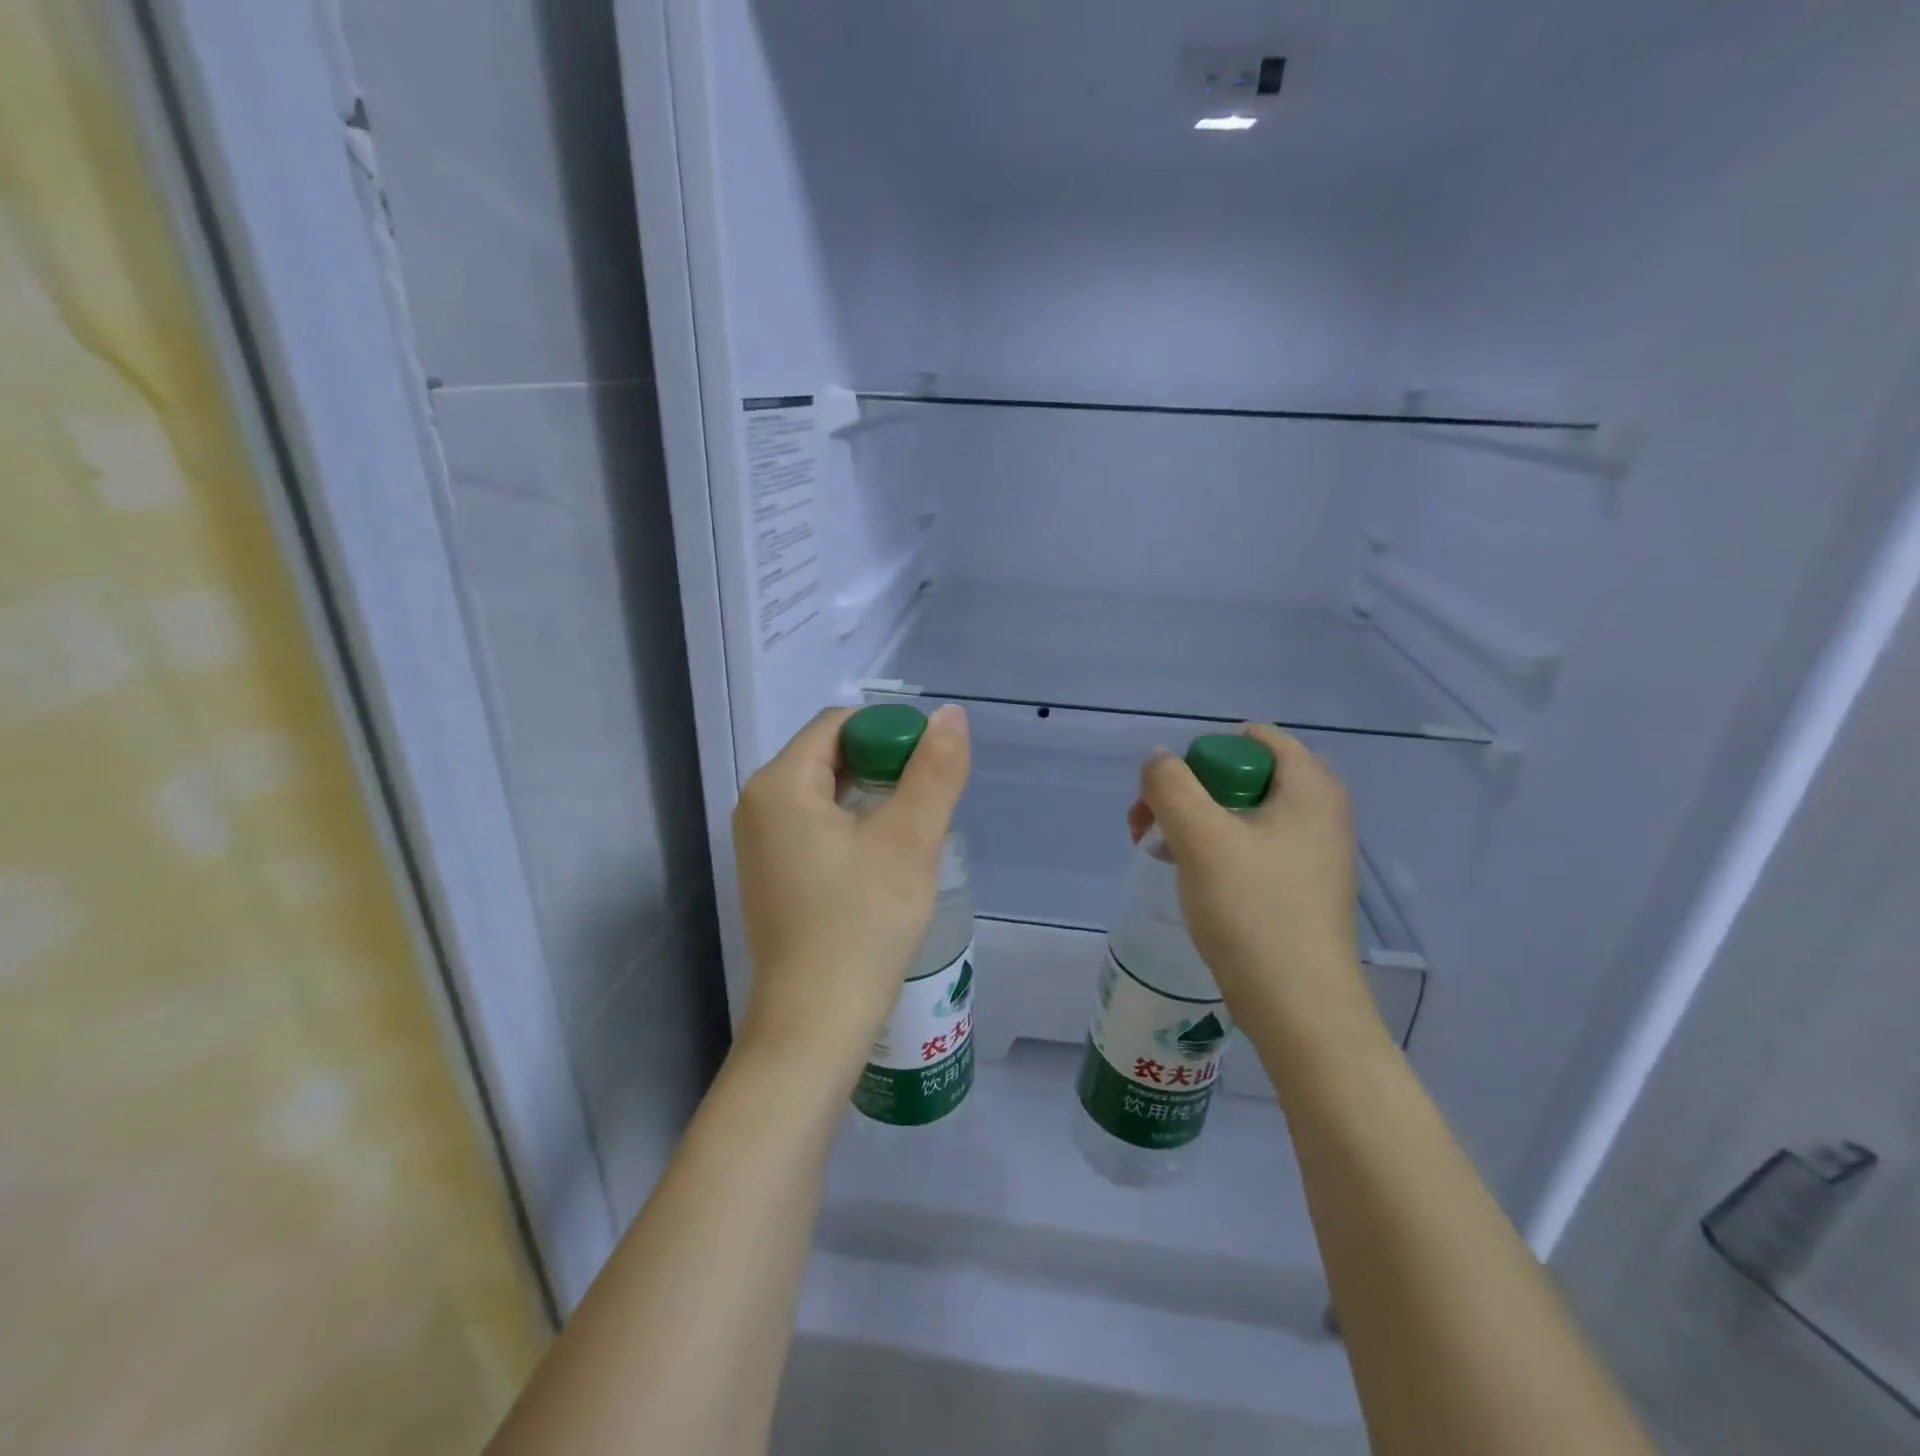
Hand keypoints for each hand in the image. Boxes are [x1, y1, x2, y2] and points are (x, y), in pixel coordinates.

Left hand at [732, 704, 970, 1081]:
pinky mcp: (773, 874)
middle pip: (830, 755)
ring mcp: (761, 843)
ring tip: (915, 827)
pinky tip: (886, 855)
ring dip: (873, 796)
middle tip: (929, 798)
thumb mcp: (909, 841)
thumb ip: (934, 772)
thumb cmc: (861, 925)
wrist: (815, 1023)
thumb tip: (950, 716)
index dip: (890, 731)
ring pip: (826, 792)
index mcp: (780, 784)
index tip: (931, 766)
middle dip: (884, 765)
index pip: (839, 724)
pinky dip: (854, 825)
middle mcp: (758, 805)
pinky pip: (817, 826)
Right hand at [1129, 725, 1375, 1040]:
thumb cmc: (1253, 910)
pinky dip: (1217, 850)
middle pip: (1243, 774)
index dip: (1203, 753)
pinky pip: (1253, 847)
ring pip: (1243, 813)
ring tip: (1160, 852)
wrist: (1300, 1007)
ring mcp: (1315, 852)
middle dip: (1190, 791)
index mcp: (1310, 787)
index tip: (1172, 792)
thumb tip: (1158, 760)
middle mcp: (1321, 811)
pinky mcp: (1302, 887)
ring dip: (1195, 822)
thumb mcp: (1200, 837)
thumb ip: (1170, 785)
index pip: (1253, 737)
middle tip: (1152, 824)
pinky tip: (1190, 878)